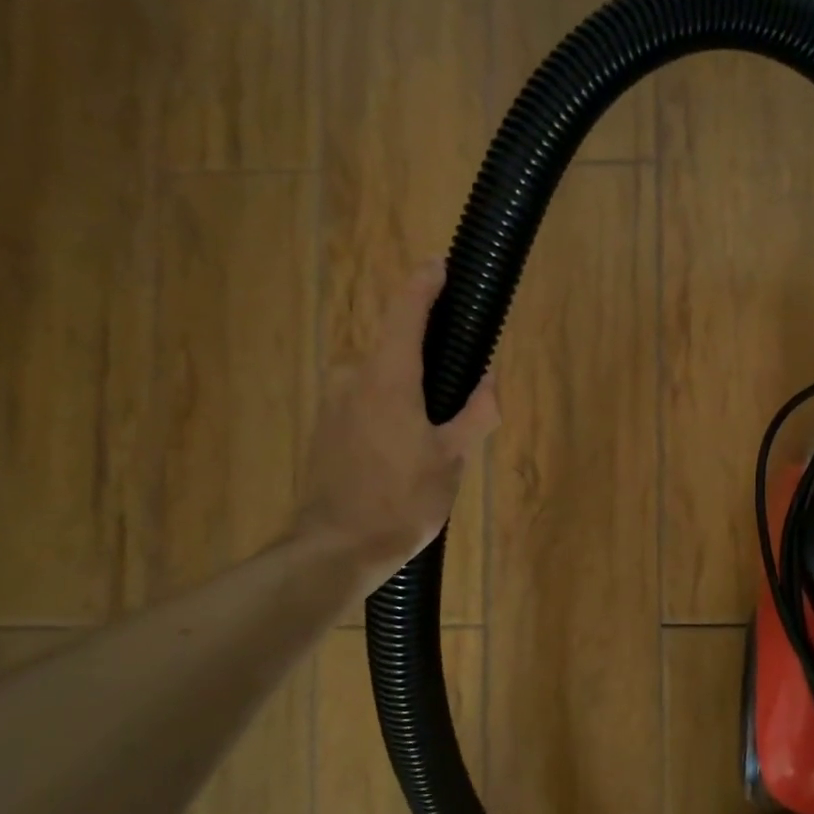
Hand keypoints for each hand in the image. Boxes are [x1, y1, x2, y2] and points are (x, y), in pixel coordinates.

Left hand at [293, 261, 498, 586]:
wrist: (335, 549)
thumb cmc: (401, 501)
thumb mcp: (453, 459)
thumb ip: (477, 412)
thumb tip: (488, 380)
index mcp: (388, 377)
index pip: (406, 310)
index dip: (424, 282)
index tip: (440, 264)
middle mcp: (354, 378)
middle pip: (399, 349)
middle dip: (432, 361)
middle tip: (462, 397)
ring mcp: (334, 404)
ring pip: (383, 380)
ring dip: (412, 392)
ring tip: (436, 438)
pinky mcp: (325, 429)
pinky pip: (367, 403)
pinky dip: (392, 410)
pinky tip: (406, 453)